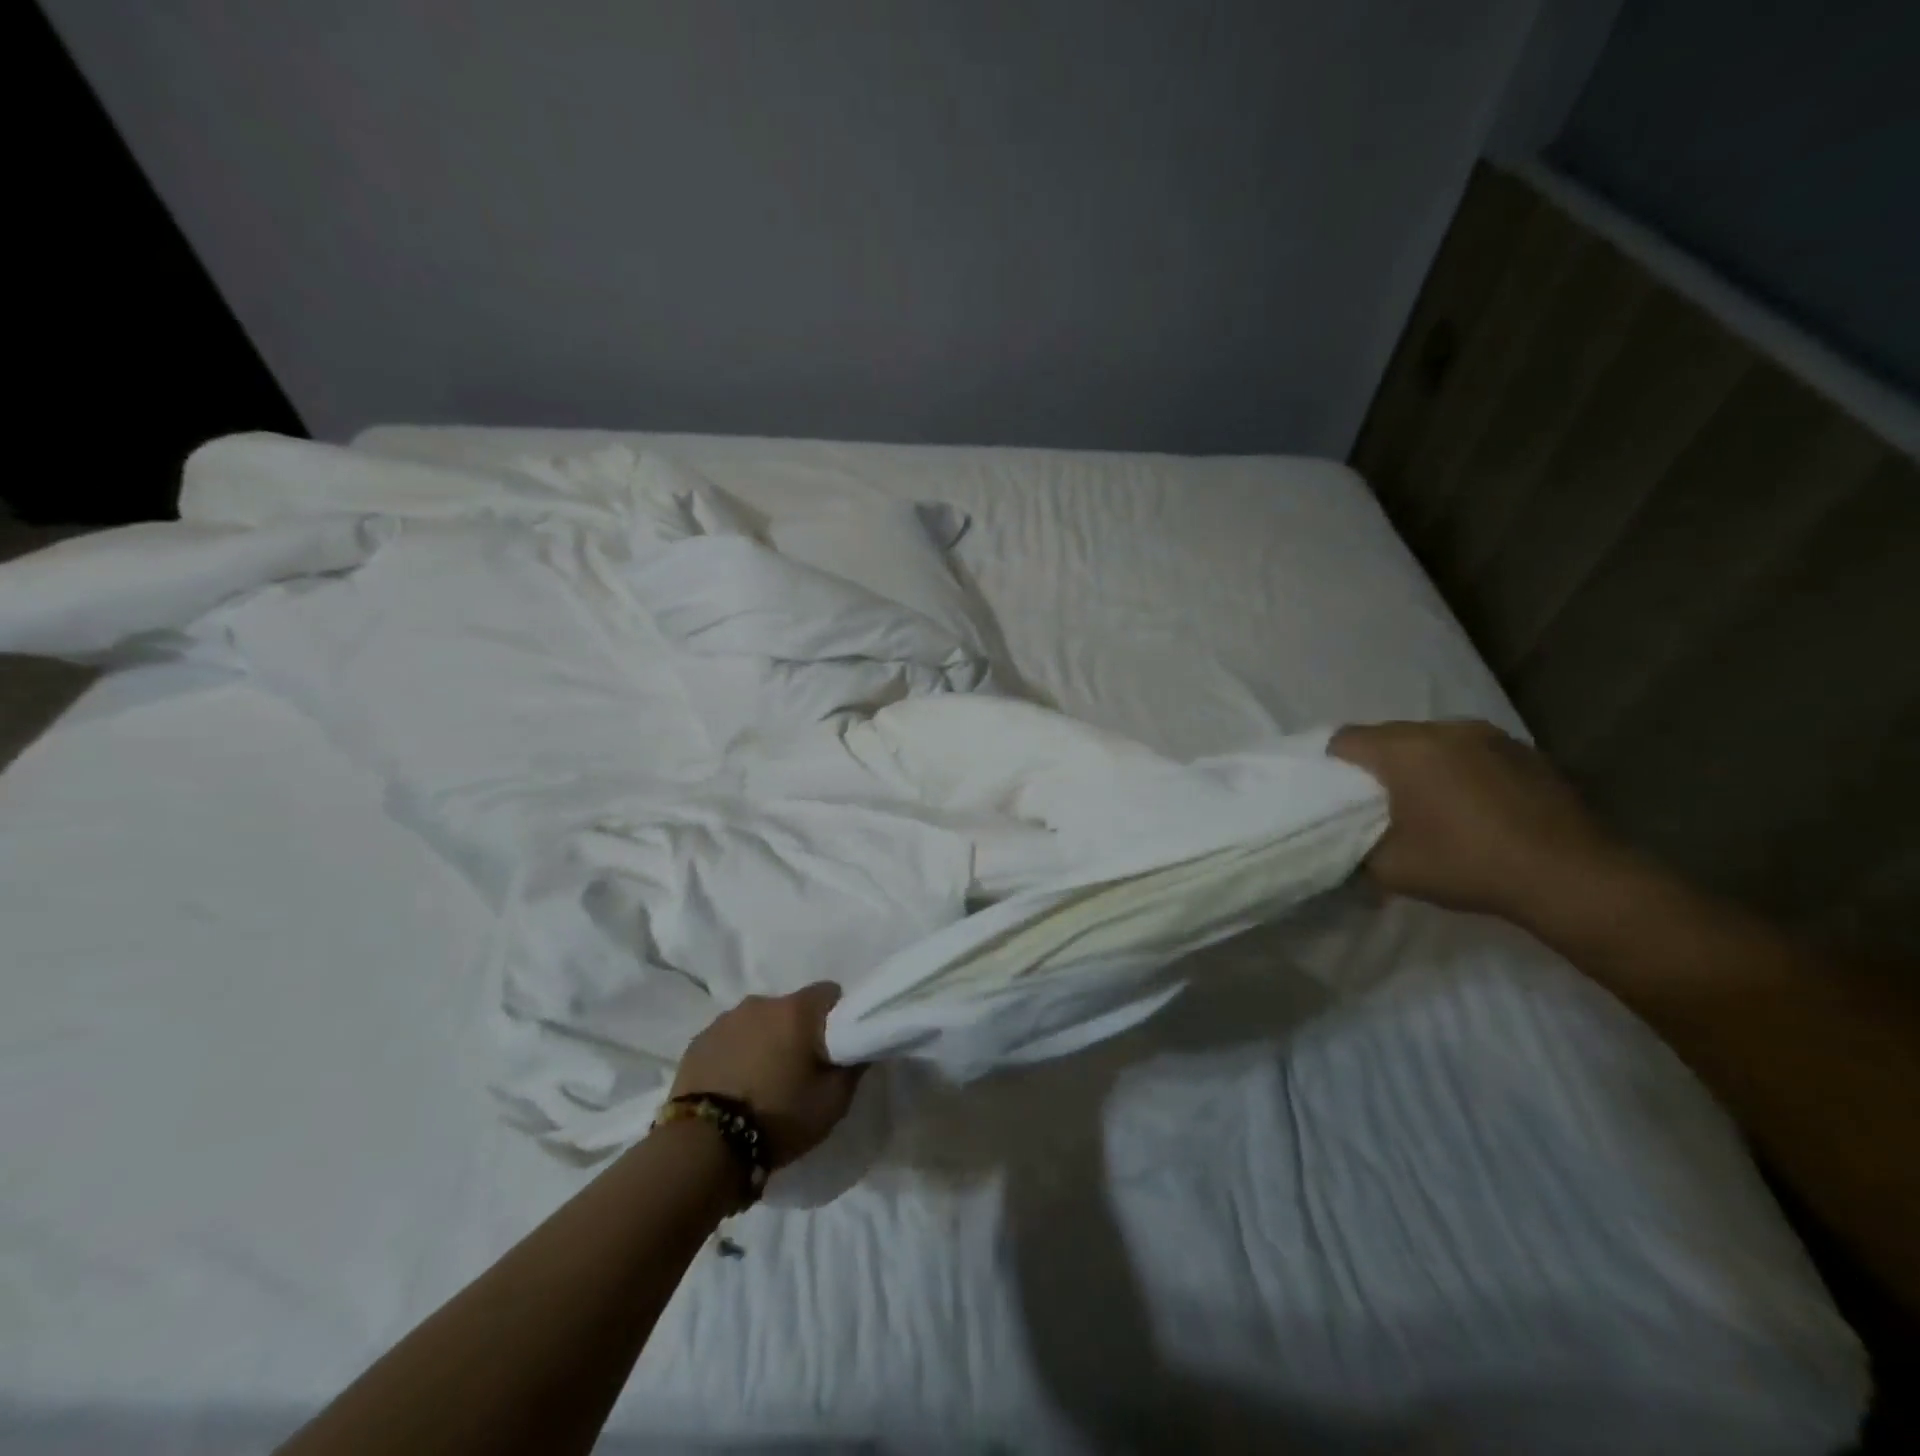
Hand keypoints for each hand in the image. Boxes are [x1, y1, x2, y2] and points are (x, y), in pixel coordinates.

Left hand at [669, 983, 863, 1168]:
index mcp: (796, 1010)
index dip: (838, 1016)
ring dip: (765, 1041)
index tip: (835, 1046)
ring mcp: (725, 1020)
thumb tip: (860, 1047)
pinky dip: (737, 1053)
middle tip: (799, 1069)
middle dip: (799, 1031)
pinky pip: (729, 1038)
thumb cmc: (778, 1118)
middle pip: (791, 1008)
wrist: (703, 1148)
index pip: (829, 992)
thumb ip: (854, 1066)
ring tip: (762, 1081)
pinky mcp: (698, 1041)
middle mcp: (760, 1003)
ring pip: (758, 1022)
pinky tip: (734, 1086)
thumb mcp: (833, 1102)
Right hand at [1330, 719, 1629, 925]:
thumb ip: (1354, 848)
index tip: (1335, 798)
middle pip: (1387, 736)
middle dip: (1375, 765)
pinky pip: (1469, 751)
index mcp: (1405, 750)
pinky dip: (1458, 770)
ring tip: (1427, 805)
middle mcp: (1444, 729)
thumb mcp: (1390, 869)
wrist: (1574, 878)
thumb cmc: (1468, 865)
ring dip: (1419, 765)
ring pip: (1431, 741)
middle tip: (1376, 805)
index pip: (1344, 740)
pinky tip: (1472, 808)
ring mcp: (1489, 736)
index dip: (1330, 766)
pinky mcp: (1525, 751)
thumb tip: (1343, 842)